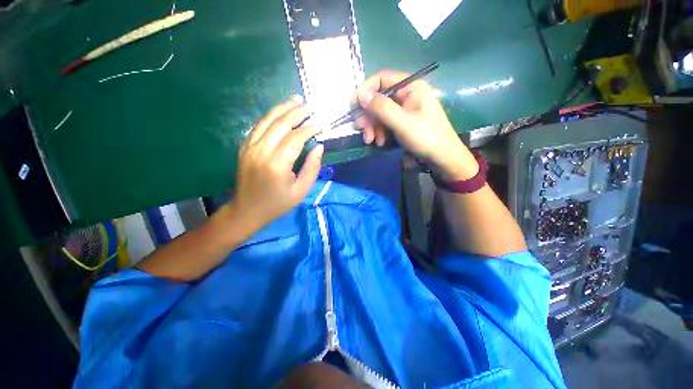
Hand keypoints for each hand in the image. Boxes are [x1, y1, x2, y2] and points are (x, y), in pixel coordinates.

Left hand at [231, 96, 323, 228]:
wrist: (247, 210)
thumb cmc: (277, 204)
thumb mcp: (301, 191)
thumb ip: (312, 168)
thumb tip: (319, 147)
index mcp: (277, 164)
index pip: (296, 138)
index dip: (310, 129)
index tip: (321, 125)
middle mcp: (261, 151)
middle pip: (281, 123)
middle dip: (297, 112)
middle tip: (311, 106)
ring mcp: (249, 147)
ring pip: (267, 120)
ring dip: (283, 108)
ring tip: (296, 100)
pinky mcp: (244, 147)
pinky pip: (258, 125)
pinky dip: (270, 116)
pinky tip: (280, 111)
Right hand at [355, 70, 477, 180]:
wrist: (442, 158)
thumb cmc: (426, 138)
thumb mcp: (403, 123)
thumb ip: (382, 108)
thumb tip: (361, 95)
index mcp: (411, 87)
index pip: (382, 79)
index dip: (365, 90)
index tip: (354, 106)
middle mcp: (406, 94)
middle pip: (379, 99)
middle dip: (369, 116)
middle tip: (362, 131)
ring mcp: (404, 109)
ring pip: (380, 113)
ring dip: (373, 127)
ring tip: (371, 141)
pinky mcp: (403, 122)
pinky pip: (385, 123)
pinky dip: (380, 132)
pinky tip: (380, 142)